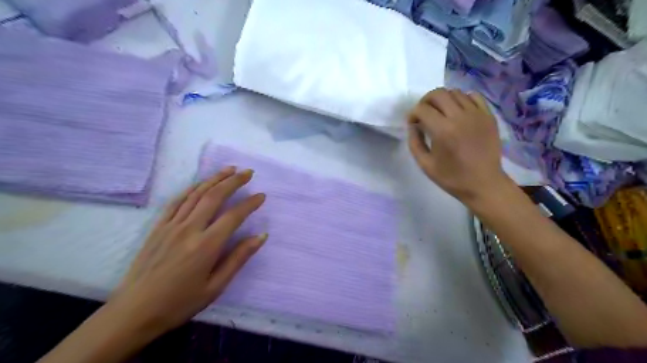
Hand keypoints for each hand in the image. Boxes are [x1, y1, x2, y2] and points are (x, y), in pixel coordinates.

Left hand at [108, 167, 265, 337]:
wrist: (134, 312)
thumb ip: (239, 258)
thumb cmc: (180, 303)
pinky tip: (200, 183)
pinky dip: (191, 188)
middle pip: (215, 196)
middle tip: (248, 172)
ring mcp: (171, 225)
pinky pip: (176, 201)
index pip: (234, 216)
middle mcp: (189, 229)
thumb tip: (261, 236)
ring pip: (196, 194)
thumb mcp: (216, 287)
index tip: (261, 196)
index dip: (250, 203)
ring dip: (214, 179)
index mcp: (206, 246)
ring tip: (229, 169)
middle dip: (234, 181)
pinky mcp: (158, 227)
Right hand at [405, 88, 513, 206]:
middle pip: (438, 94)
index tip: (412, 123)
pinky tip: (458, 111)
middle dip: (425, 101)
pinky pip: (473, 96)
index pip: (422, 109)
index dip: (412, 114)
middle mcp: (460, 117)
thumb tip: (413, 126)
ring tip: (440, 113)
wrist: (484, 184)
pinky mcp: (488, 116)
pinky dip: (462, 99)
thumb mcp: (425, 164)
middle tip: (423, 113)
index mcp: (443, 131)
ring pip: (455, 92)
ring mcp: (477, 114)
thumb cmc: (452, 177)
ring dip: (442, 100)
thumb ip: (415, 142)